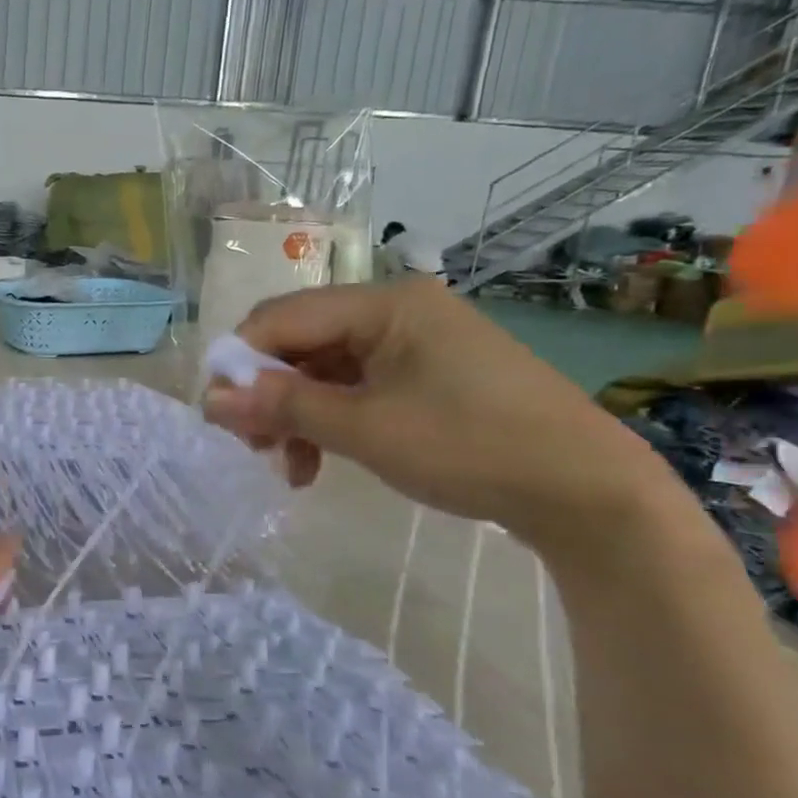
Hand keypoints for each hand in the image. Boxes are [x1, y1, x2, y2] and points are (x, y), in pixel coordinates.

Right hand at [202, 278, 686, 549]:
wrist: (589, 493)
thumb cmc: (471, 448)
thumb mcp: (365, 429)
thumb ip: (282, 407)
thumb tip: (208, 399)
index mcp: (384, 304)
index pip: (282, 317)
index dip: (240, 361)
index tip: (219, 414)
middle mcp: (396, 310)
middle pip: (301, 341)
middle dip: (268, 392)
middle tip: (251, 444)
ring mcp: (415, 341)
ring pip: (326, 368)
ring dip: (297, 413)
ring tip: (287, 465)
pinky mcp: (429, 373)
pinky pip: (358, 385)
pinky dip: (332, 419)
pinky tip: (320, 461)